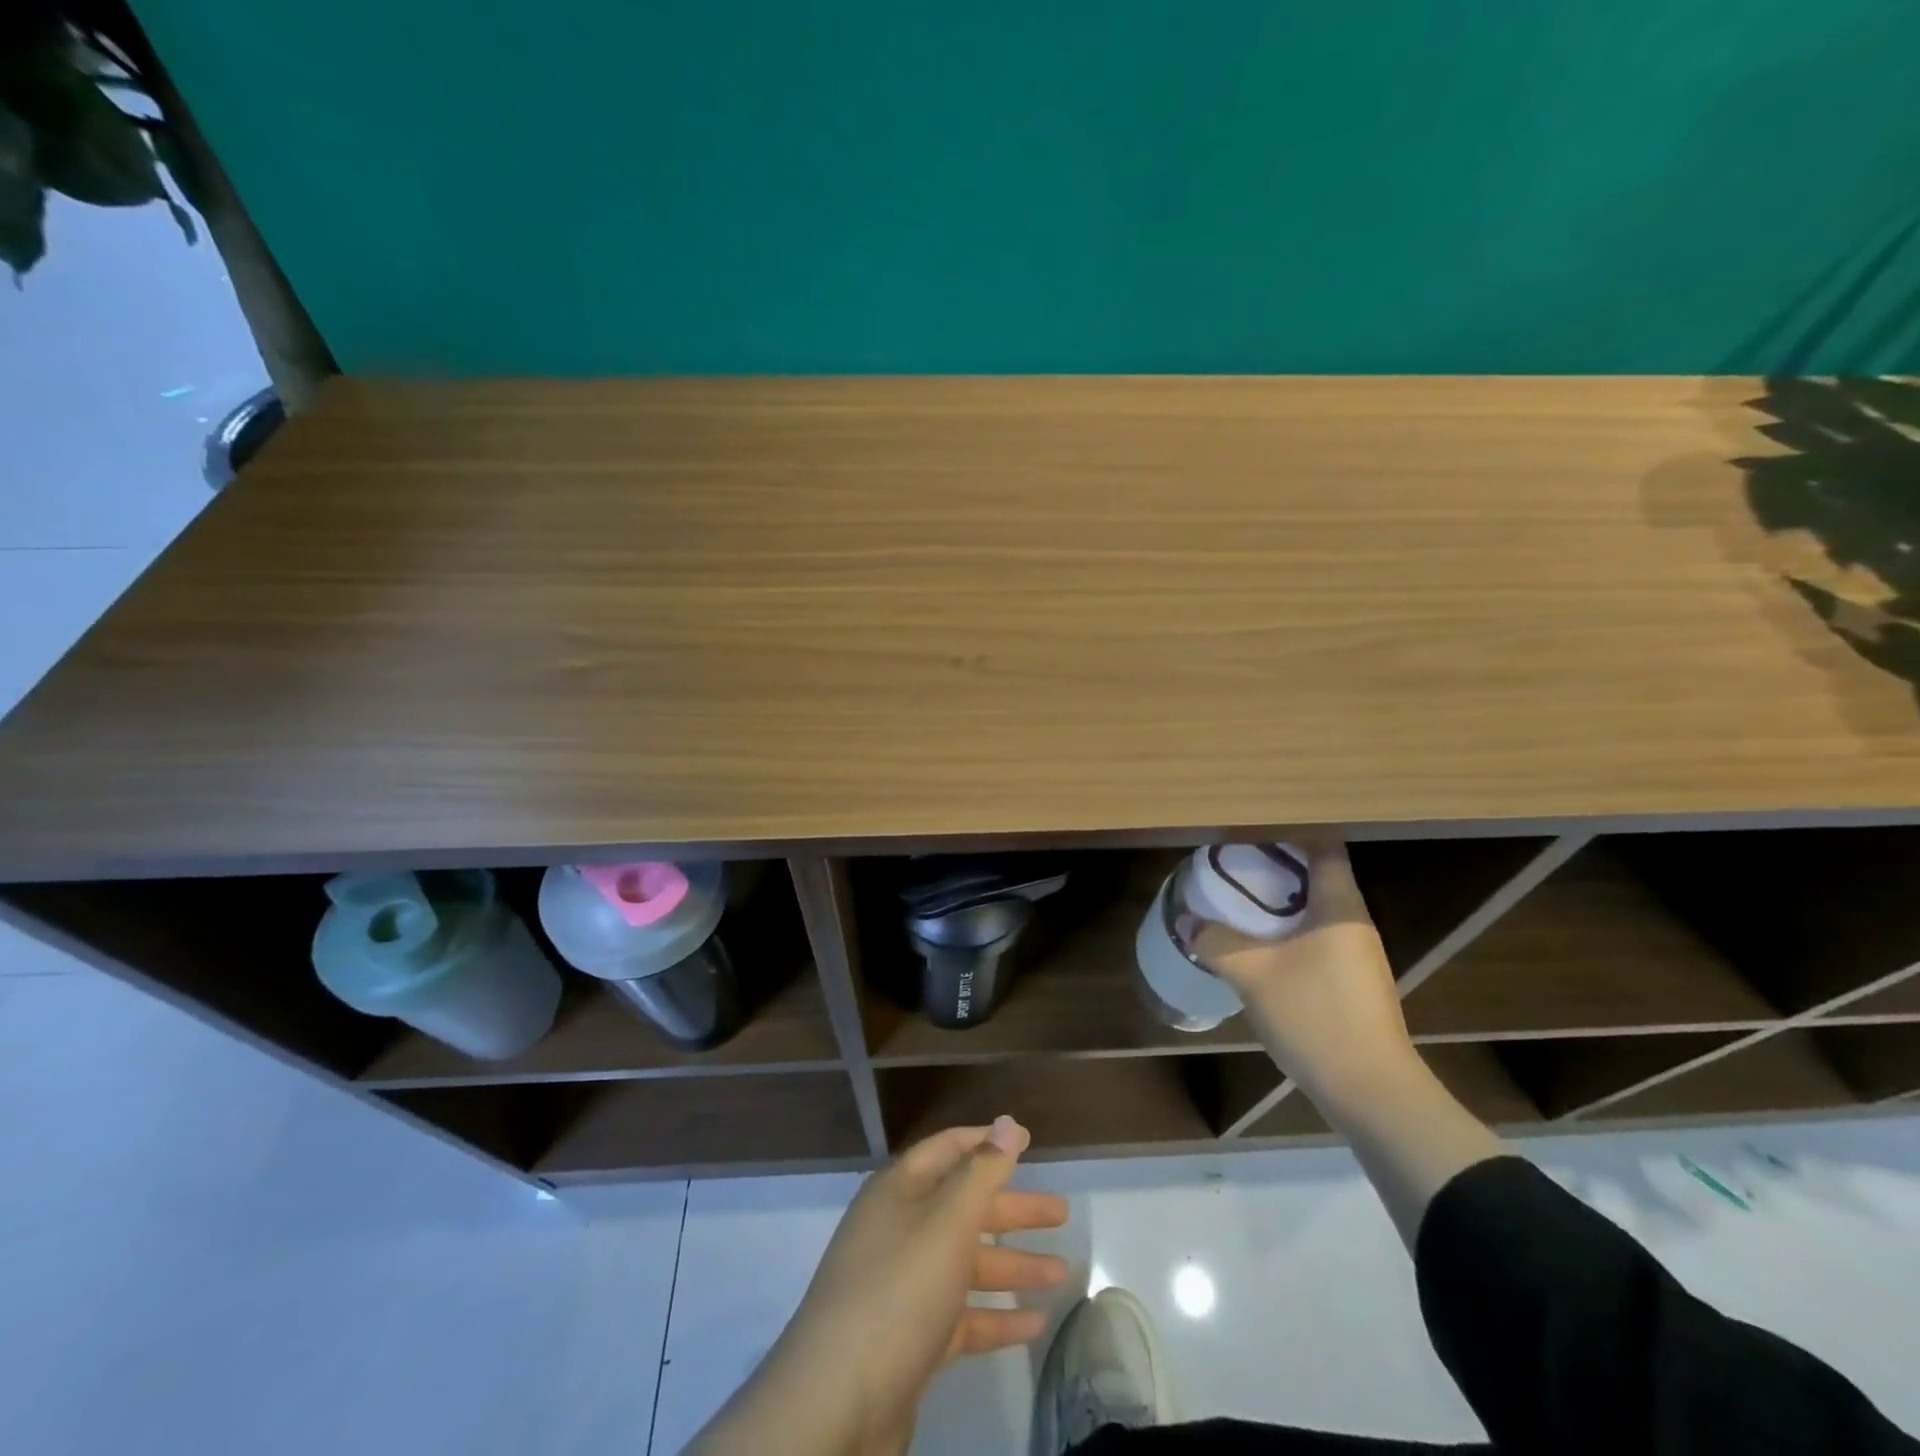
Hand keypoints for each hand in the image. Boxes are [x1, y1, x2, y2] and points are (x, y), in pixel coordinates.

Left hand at [690, 1117, 1068, 1455]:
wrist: (836, 1402)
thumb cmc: (898, 1289)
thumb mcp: (947, 1221)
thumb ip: (983, 1171)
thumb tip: (1009, 1121)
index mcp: (900, 1190)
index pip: (949, 1149)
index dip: (988, 1142)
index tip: (1029, 1141)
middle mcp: (899, 1229)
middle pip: (964, 1206)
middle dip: (1013, 1210)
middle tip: (1062, 1213)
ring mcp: (903, 1285)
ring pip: (966, 1263)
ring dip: (1013, 1266)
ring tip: (1062, 1273)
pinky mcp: (910, 1338)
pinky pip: (961, 1315)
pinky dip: (996, 1316)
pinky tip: (1035, 1323)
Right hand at [1188, 839, 1414, 1104]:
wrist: (1370, 1091)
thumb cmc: (1315, 1016)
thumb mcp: (1253, 974)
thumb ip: (1216, 942)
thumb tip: (1185, 921)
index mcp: (1340, 908)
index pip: (1324, 848)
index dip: (1290, 833)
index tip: (1250, 830)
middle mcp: (1355, 923)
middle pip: (1318, 877)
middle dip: (1275, 868)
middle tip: (1232, 864)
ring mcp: (1358, 956)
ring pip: (1316, 911)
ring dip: (1280, 904)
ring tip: (1238, 902)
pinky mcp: (1353, 984)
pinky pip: (1317, 939)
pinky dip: (1288, 932)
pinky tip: (1258, 947)